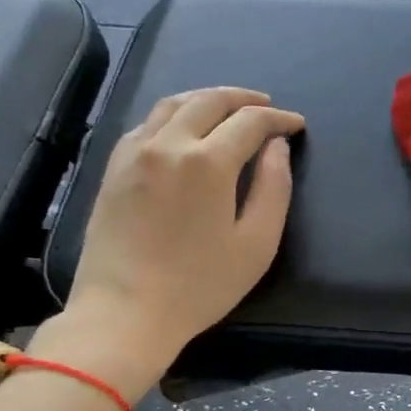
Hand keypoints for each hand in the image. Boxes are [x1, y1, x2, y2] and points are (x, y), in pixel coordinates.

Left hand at [43, 88, 304, 398]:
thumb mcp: (256, 244)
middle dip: (244, 99)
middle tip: (266, 107)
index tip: (297, 125)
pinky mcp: (113, 168)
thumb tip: (277, 148)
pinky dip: (174, 115)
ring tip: (228, 108)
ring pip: (173, 104)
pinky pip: (147, 123)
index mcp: (207, 162)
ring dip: (206, 99)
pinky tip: (184, 129)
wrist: (125, 311)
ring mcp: (134, 153)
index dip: (279, 119)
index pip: (250, 122)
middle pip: (209, 101)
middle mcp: (168, 143)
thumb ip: (273, 188)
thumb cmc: (200, 285)